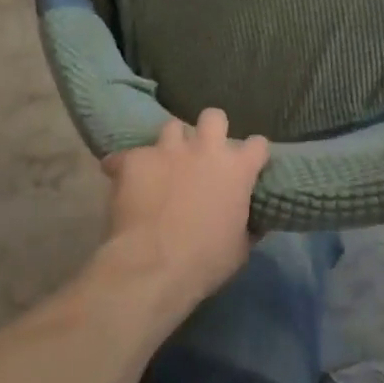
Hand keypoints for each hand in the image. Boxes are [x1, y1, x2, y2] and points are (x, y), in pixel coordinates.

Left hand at [100, 109, 267, 313]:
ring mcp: (168, 149)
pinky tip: (126, 180)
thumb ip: (246, 225)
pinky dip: (129, 165)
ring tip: (165, 163)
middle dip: (211, 129)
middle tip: (204, 151)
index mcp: (236, 169)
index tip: (249, 165)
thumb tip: (250, 223)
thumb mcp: (239, 249)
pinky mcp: (135, 158)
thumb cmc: (205, 261)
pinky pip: (130, 155)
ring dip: (172, 143)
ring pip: (172, 127)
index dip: (253, 154)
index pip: (257, 145)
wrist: (153, 265)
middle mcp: (205, 149)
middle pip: (213, 117)